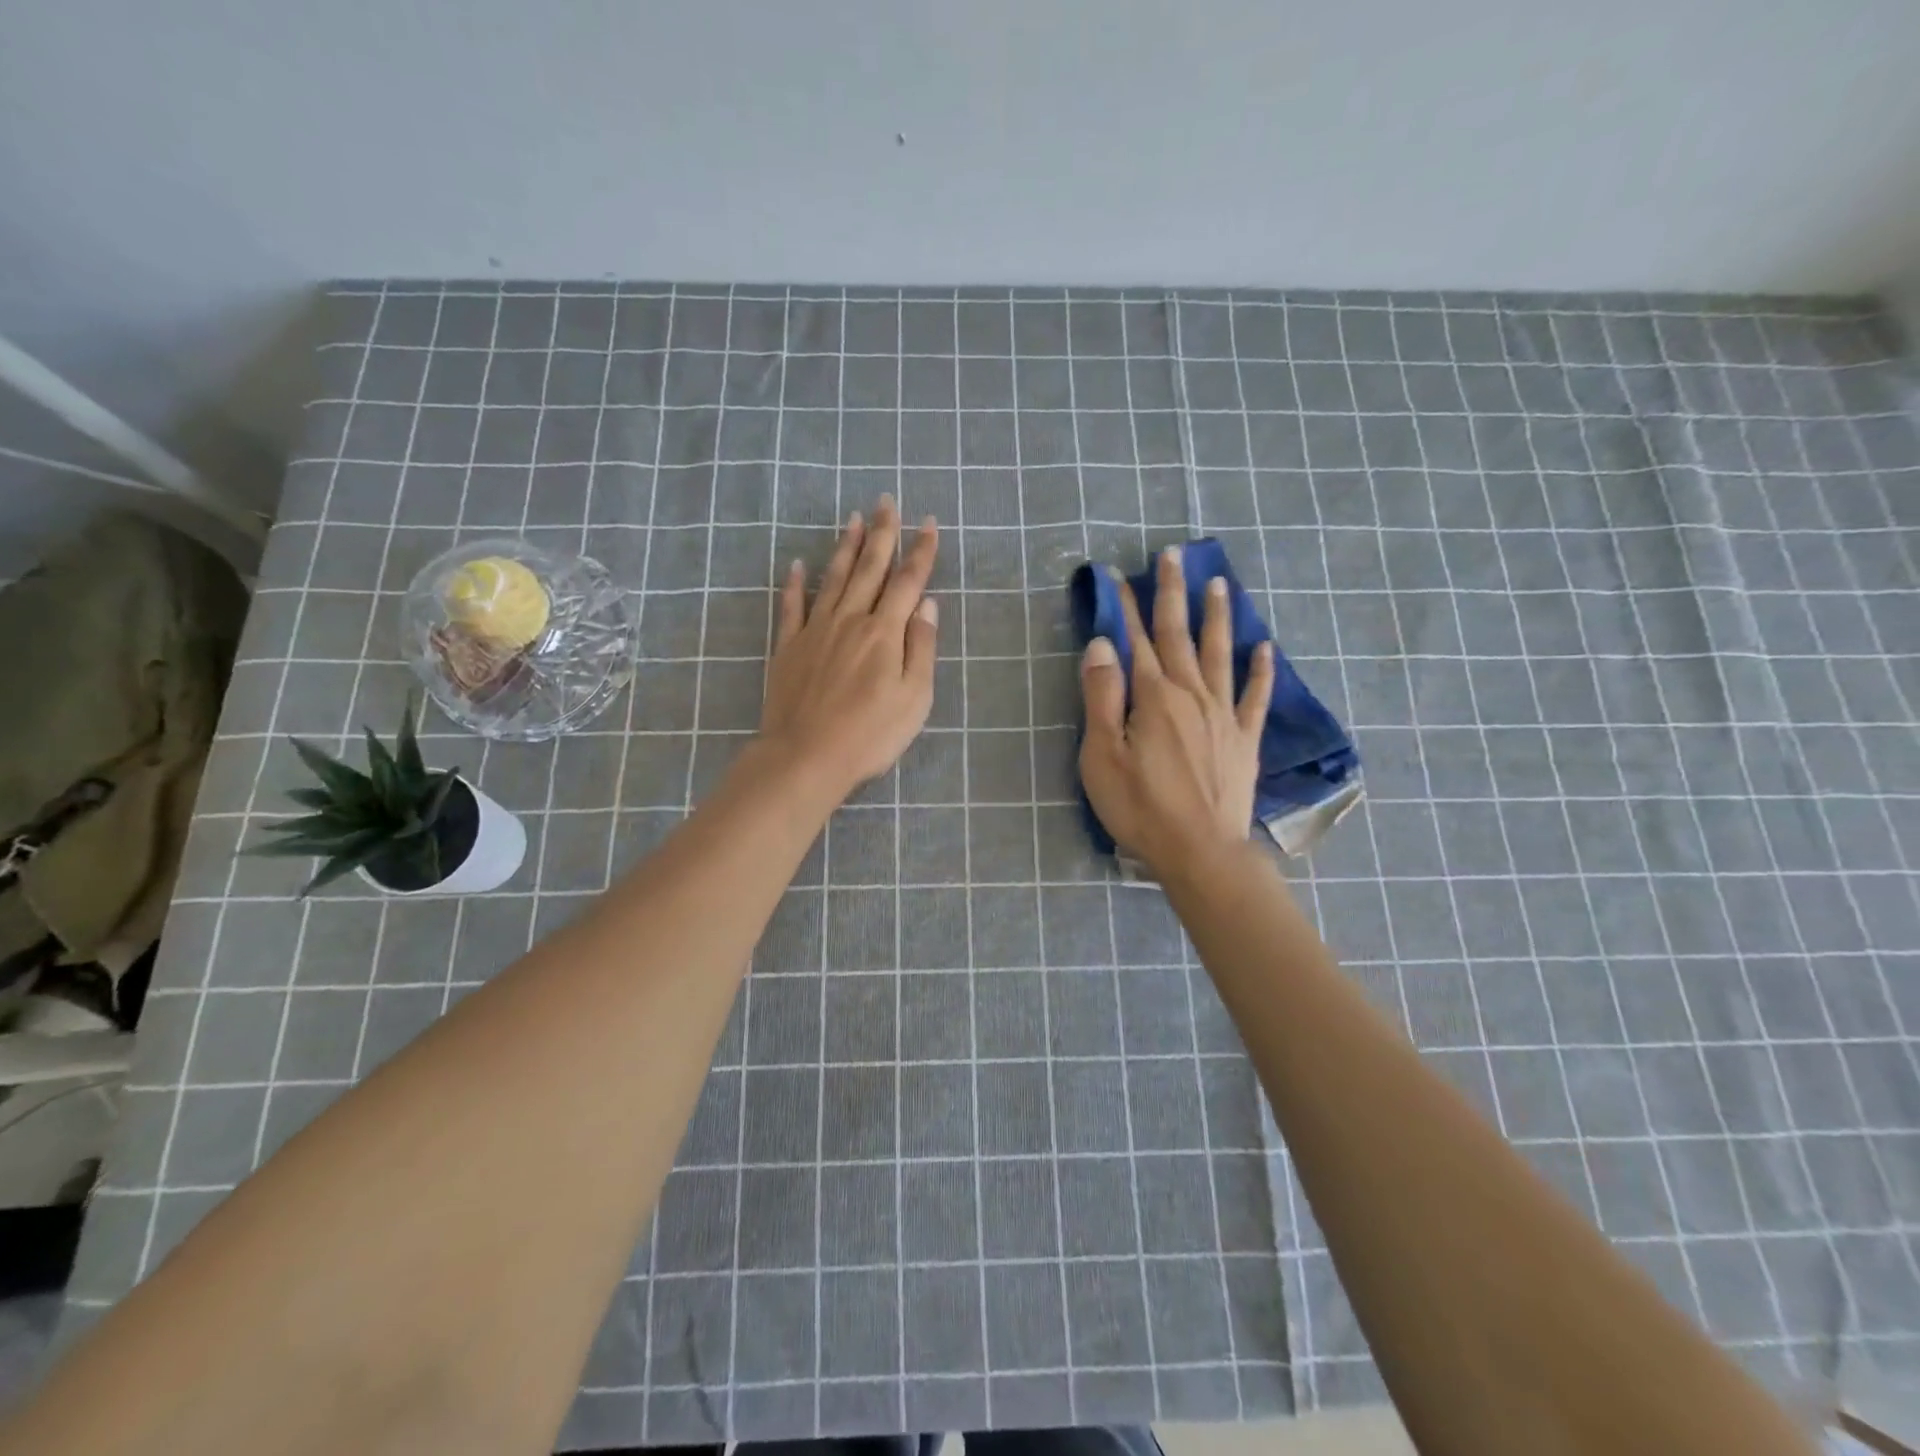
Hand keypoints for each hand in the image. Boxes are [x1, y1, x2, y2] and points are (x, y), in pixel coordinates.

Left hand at [758, 496, 939, 799]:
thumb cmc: (869, 734)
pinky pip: (791, 606)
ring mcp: (815, 631)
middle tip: (887, 502)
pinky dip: (795, 583)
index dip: (920, 551)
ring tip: (853, 519)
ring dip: (845, 547)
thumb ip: (921, 648)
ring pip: (834, 578)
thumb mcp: (914, 698)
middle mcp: (850, 620)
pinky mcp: (788, 647)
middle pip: (870, 569)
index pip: (907, 582)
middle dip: (882, 534)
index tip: (928, 523)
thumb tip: (927, 605)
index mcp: (884, 633)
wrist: (805, 756)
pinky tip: (798, 564)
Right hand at [1079, 545, 1274, 875]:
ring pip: (1220, 654)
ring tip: (1219, 583)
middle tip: (1174, 555)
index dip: (1127, 606)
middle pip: (1179, 635)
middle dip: (1173, 594)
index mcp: (1153, 697)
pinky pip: (1255, 696)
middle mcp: (1191, 694)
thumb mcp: (1103, 755)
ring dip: (1217, 617)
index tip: (1121, 574)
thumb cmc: (1140, 807)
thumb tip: (1101, 644)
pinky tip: (1265, 647)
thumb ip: (1103, 697)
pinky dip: (1260, 670)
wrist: (1200, 852)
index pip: (1135, 640)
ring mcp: (1223, 715)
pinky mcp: (1243, 739)